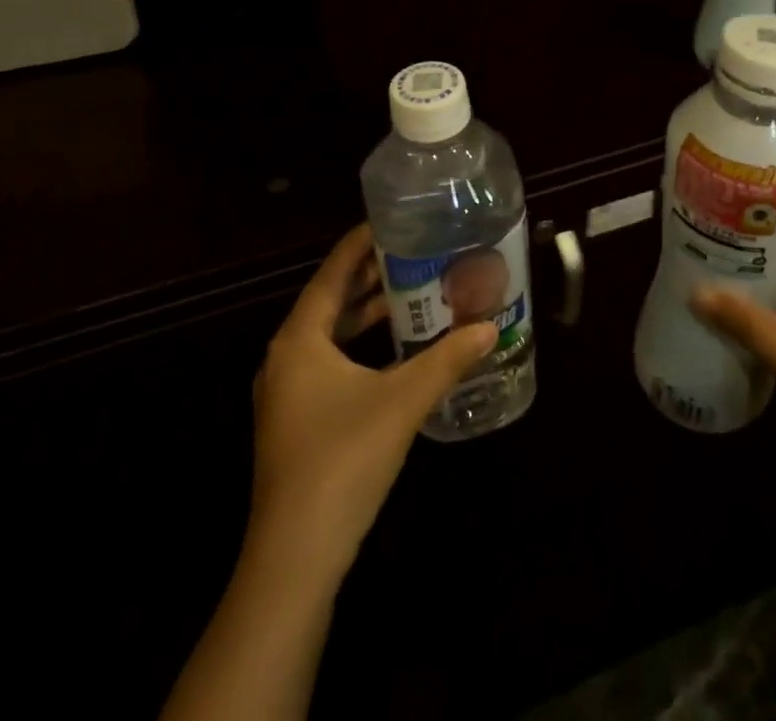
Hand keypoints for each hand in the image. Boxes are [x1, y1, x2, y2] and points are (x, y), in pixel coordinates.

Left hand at [247, 224, 497, 582]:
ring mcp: (288, 392)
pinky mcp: (296, 421)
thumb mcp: (402, 401)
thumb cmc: (344, 460)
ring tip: (411, 292)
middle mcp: (286, 357)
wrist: (295, 556)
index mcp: (299, 339)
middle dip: (370, 277)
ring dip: (366, 314)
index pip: (332, 272)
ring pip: (330, 335)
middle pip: (330, 301)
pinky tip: (394, 352)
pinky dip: (359, 347)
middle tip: (413, 252)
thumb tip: (489, 326)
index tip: (392, 220)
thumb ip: (447, 360)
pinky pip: (329, 363)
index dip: (360, 243)